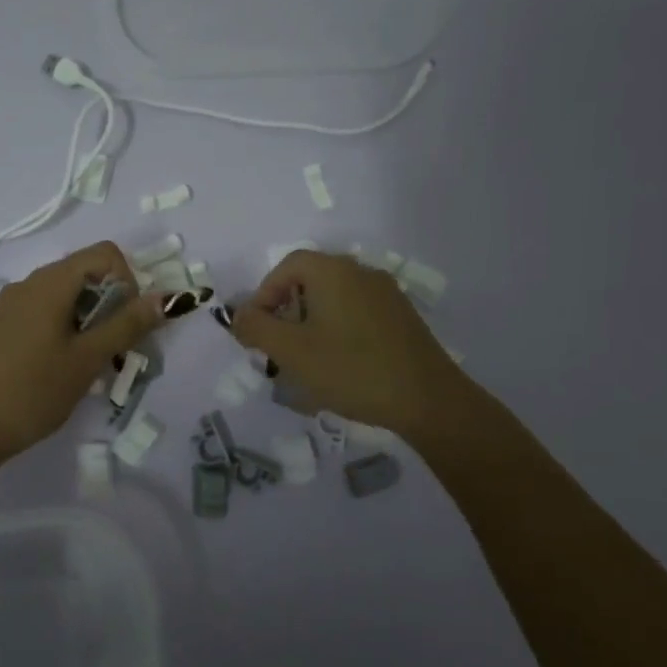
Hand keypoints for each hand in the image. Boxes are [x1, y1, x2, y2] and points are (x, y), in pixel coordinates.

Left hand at [0, 242, 164, 466]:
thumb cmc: (33, 391)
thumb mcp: (87, 359)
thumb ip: (127, 325)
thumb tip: (166, 297)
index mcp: (49, 282)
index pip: (105, 254)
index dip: (128, 282)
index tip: (126, 324)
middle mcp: (28, 283)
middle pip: (85, 273)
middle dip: (111, 304)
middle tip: (114, 350)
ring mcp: (10, 304)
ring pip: (65, 295)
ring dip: (90, 320)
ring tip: (90, 363)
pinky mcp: (1, 326)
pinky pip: (44, 311)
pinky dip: (65, 328)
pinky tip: (61, 367)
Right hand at [231, 249, 465, 435]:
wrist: (427, 399)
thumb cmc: (351, 369)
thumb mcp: (291, 351)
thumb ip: (256, 328)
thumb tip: (238, 315)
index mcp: (333, 271)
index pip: (287, 266)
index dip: (264, 293)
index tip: (257, 328)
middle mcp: (361, 272)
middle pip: (311, 280)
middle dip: (286, 311)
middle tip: (277, 346)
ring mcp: (386, 294)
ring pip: (334, 299)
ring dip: (311, 323)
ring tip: (304, 360)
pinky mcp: (402, 317)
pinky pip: (357, 313)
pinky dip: (337, 330)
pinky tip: (338, 365)